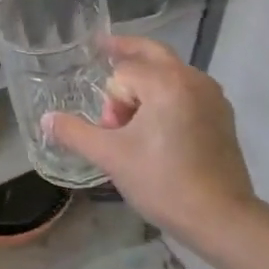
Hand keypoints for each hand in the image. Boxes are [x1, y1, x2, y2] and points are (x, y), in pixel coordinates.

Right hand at [44, 37, 261, 253]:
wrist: (222, 219)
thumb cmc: (163, 182)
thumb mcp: (111, 157)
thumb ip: (75, 133)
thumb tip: (46, 119)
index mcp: (166, 82)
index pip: (123, 73)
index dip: (111, 101)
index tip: (111, 130)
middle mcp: (192, 78)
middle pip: (151, 53)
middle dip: (125, 54)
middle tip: (103, 50)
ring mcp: (212, 96)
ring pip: (170, 72)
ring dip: (147, 81)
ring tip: (131, 112)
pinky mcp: (222, 116)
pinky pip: (187, 90)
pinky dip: (167, 94)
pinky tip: (158, 123)